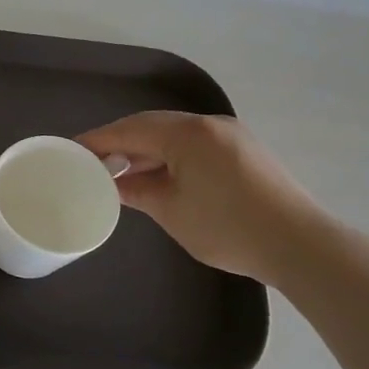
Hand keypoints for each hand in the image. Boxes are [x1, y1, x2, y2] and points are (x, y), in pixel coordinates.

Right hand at [76, 111, 330, 284]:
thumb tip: (114, 184)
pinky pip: (193, 145)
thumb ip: (136, 191)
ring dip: (144, 150)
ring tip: (118, 172)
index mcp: (187, 133)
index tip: (70, 150)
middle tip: (90, 162)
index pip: (129, 129)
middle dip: (119, 142)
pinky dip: (168, 157)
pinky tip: (155, 177)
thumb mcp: (170, 210)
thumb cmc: (226, 226)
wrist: (299, 244)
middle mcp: (209, 124)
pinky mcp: (243, 152)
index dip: (97, 139)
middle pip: (151, 126)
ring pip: (174, 135)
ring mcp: (230, 136)